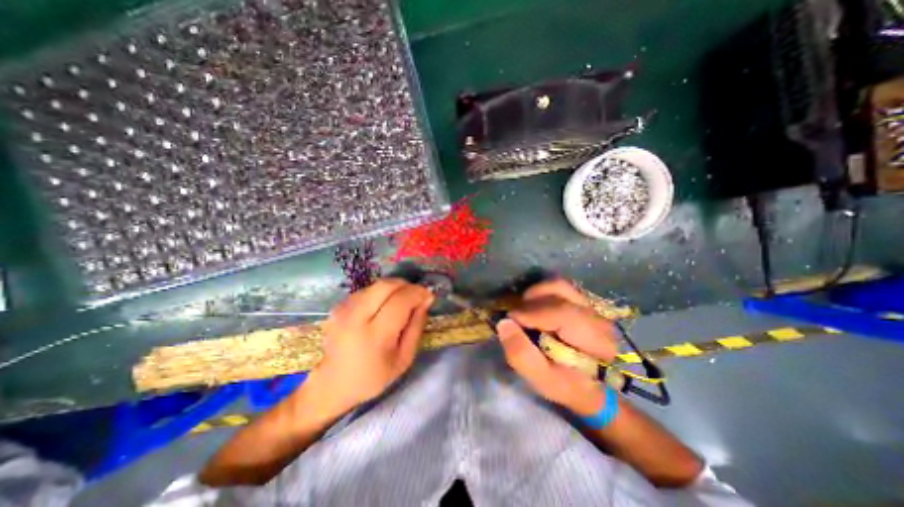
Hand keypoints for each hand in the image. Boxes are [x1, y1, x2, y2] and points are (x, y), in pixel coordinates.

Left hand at [316, 276, 432, 414]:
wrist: (332, 384)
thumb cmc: (373, 376)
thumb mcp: (404, 358)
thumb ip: (417, 326)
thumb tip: (426, 300)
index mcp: (375, 336)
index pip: (400, 301)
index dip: (418, 293)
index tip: (428, 296)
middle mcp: (356, 317)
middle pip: (386, 285)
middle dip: (406, 285)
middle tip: (415, 296)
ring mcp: (344, 309)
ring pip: (377, 285)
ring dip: (394, 288)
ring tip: (401, 302)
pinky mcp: (338, 306)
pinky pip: (367, 290)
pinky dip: (381, 293)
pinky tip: (383, 307)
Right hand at [497, 281, 617, 416]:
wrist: (591, 385)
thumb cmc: (567, 384)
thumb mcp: (542, 379)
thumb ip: (521, 354)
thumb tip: (504, 323)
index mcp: (596, 341)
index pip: (562, 313)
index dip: (531, 313)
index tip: (510, 320)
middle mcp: (597, 317)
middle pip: (560, 293)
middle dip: (531, 303)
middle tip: (516, 317)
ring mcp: (592, 306)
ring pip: (559, 285)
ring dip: (536, 294)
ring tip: (524, 310)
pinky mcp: (583, 301)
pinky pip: (559, 287)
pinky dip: (542, 292)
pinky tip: (535, 307)